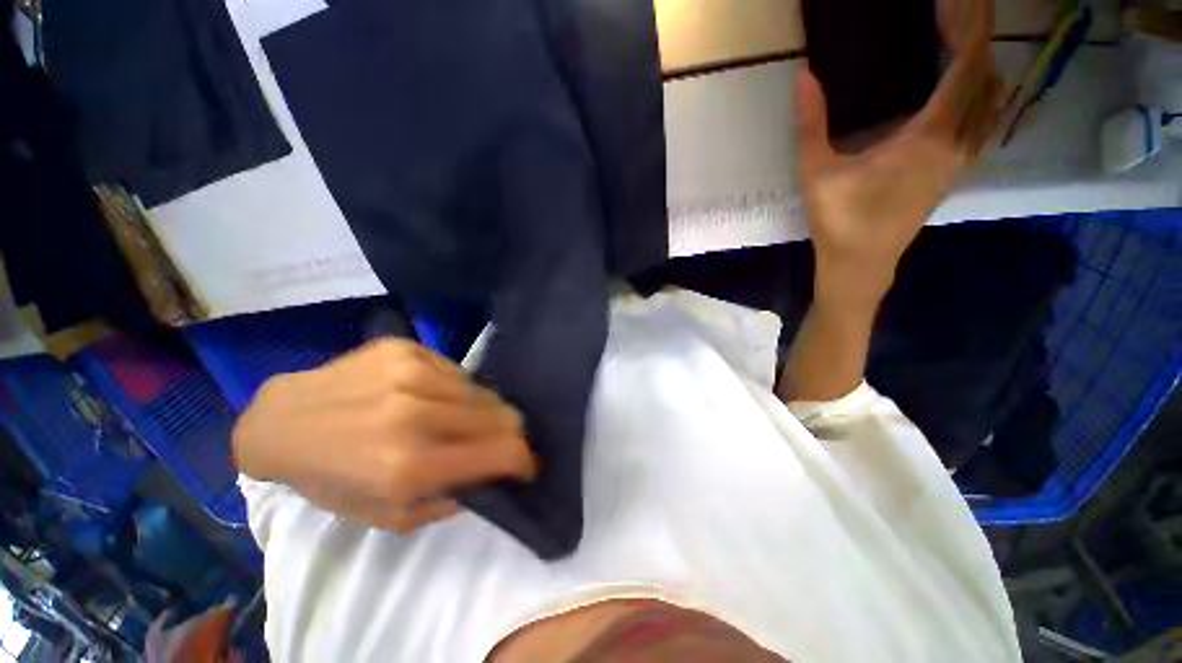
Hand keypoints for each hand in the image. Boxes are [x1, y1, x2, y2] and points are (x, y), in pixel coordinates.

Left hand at [233, 339, 536, 533]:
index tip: (527, 465)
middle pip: (501, 415)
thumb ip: (449, 500)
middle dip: (510, 433)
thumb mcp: (387, 515)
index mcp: (408, 465)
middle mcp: (413, 414)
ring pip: (483, 391)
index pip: (501, 452)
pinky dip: (457, 390)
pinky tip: (435, 398)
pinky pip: (457, 372)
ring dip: (482, 411)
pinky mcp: (405, 349)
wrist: (284, 421)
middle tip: (499, 442)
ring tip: (462, 421)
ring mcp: (409, 373)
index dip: (524, 460)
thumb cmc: (334, 478)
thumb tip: (492, 476)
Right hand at [795, 0, 1004, 307]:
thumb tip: (804, 76)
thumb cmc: (840, 221)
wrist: (860, 264)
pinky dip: (981, 94)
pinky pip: (983, 122)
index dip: (970, 28)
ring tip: (960, 43)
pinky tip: (962, 89)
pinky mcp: (952, 172)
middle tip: (954, 13)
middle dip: (978, 39)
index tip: (960, 0)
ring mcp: (959, 160)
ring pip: (992, 102)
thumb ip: (812, 126)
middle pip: (987, 79)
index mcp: (929, 137)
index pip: (968, 68)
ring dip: (984, 66)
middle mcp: (957, 143)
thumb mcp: (818, 174)